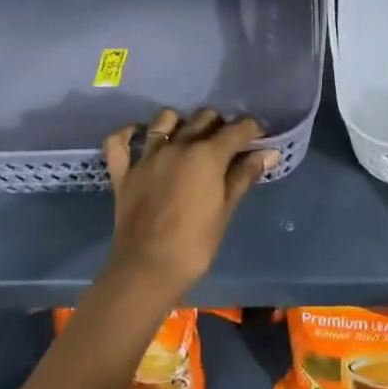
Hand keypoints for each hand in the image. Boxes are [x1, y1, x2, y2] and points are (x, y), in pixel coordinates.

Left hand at [100, 108, 276, 305]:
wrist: (147, 270)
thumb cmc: (195, 244)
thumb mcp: (225, 209)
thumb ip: (244, 176)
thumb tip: (269, 153)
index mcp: (207, 155)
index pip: (237, 129)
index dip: (252, 130)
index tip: (259, 138)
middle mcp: (178, 146)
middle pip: (203, 118)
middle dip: (220, 125)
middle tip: (227, 144)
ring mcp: (147, 156)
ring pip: (165, 119)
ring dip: (181, 122)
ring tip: (189, 138)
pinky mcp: (123, 171)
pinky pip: (119, 141)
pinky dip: (130, 134)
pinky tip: (140, 135)